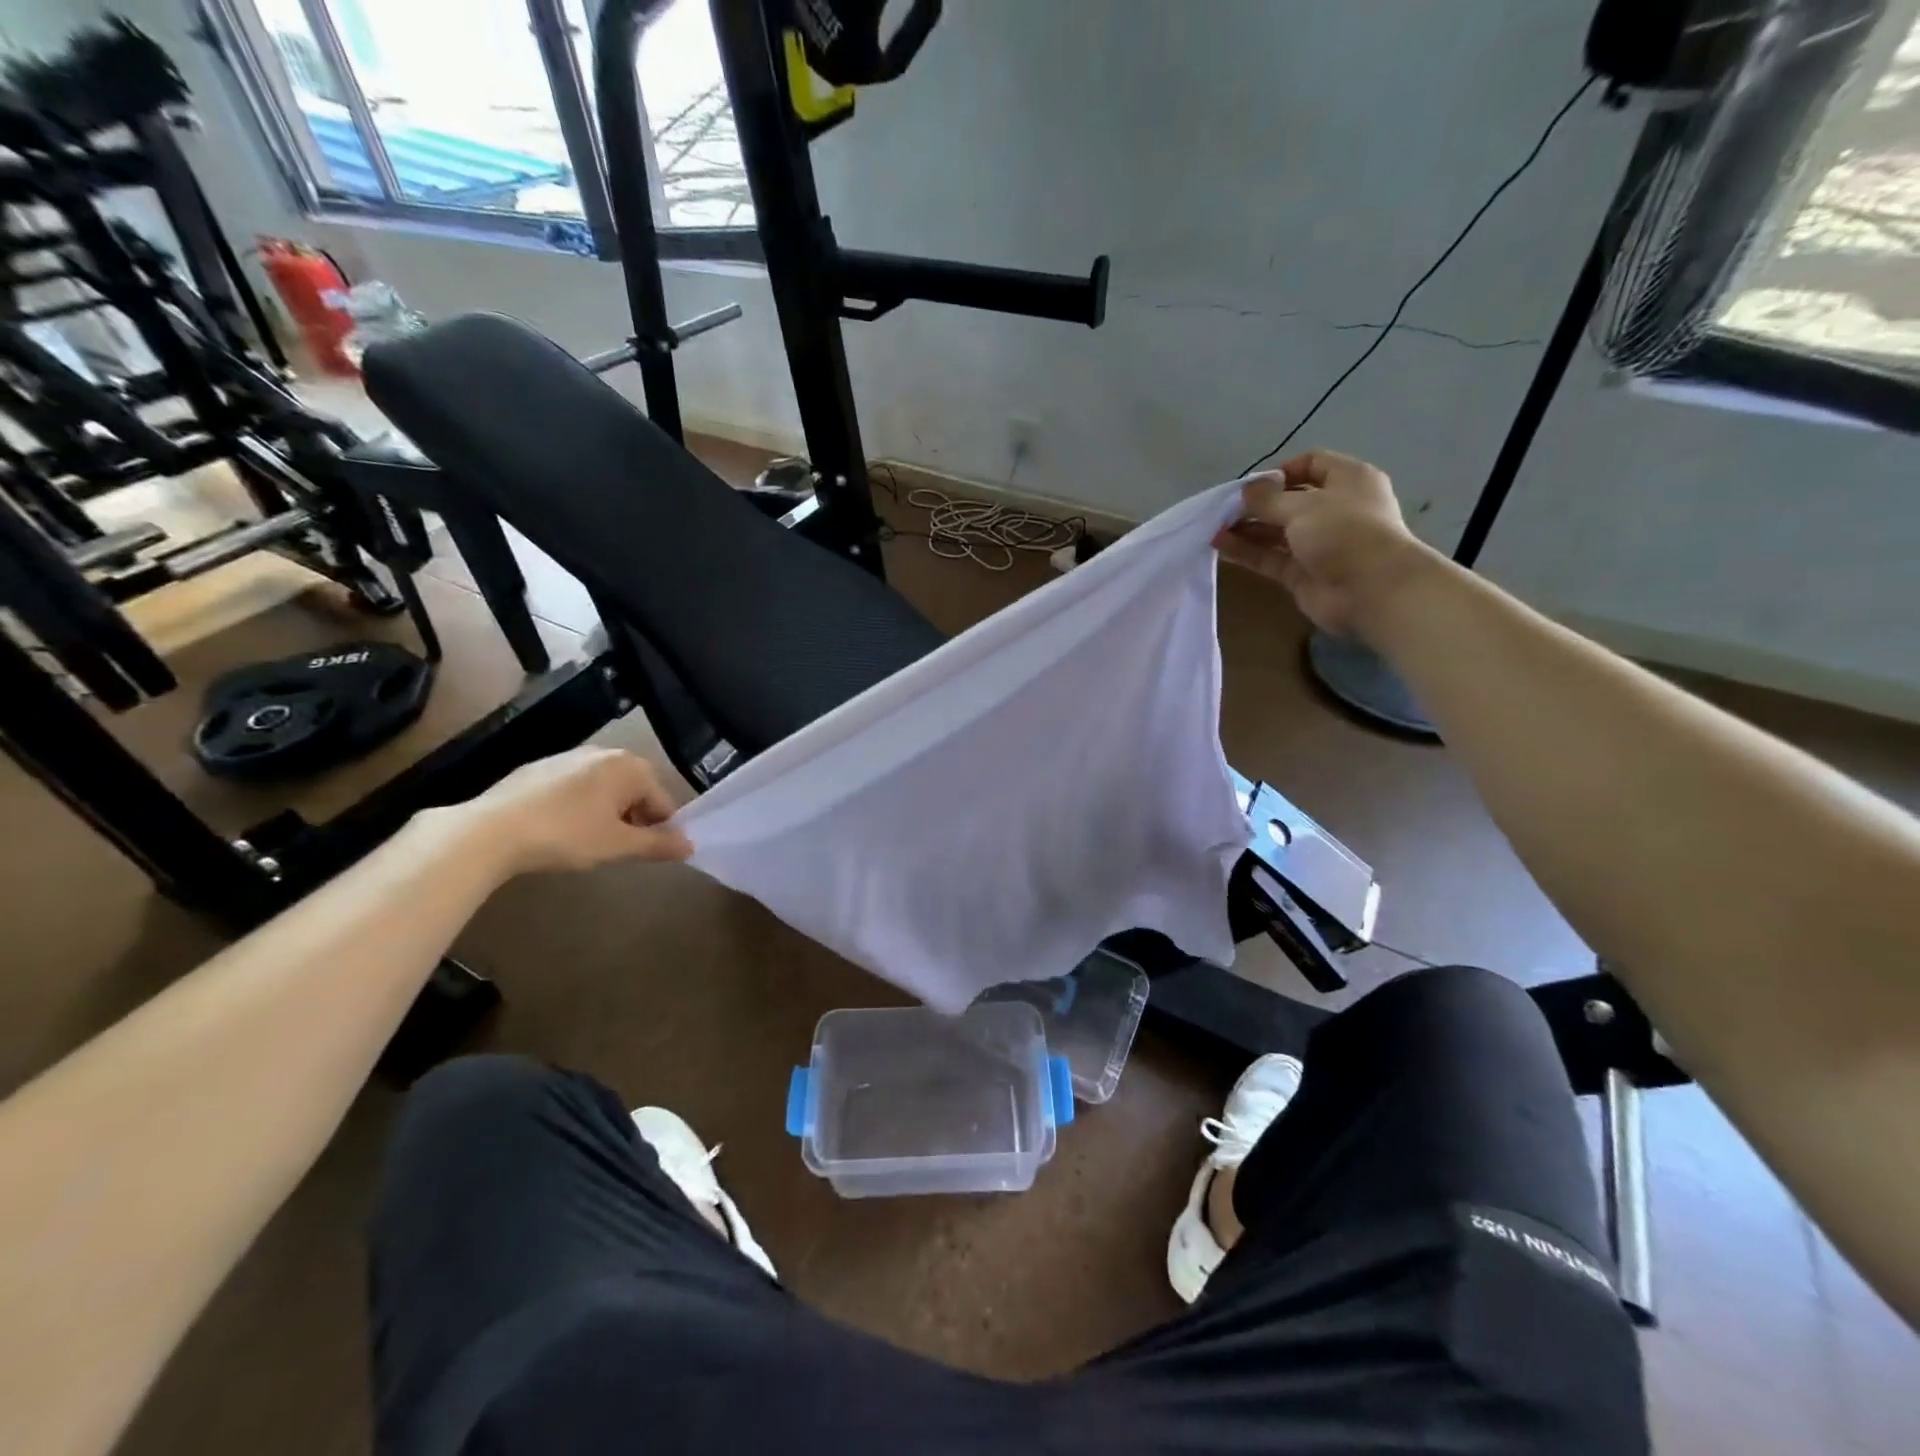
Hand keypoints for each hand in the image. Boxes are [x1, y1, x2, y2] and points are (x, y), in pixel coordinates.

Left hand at [449, 747, 692, 876]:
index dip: (661, 830)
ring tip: (588, 843)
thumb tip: (690, 846)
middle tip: (618, 849)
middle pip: (635, 791)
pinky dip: (578, 807)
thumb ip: (658, 845)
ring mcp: (568, 757)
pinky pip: (575, 788)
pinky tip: (560, 831)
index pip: (663, 801)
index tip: (646, 854)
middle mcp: (604, 753)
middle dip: (634, 819)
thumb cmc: (567, 835)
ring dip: (607, 813)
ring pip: (604, 789)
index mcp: (630, 766)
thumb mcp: (618, 845)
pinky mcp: (538, 768)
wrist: (490, 830)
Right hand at [1213, 449, 1431, 639]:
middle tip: (1224, 509)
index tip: (1252, 485)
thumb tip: (1245, 491)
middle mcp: (1334, 509)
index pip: (1312, 463)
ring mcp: (1318, 544)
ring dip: (1247, 529)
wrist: (1372, 590)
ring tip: (1214, 528)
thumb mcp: (1303, 505)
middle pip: (1289, 500)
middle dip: (1256, 504)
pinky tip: (1221, 547)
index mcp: (1347, 480)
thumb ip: (1268, 499)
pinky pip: (1270, 558)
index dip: (1280, 471)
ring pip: (1276, 531)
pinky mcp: (1302, 573)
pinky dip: (1247, 552)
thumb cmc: (1344, 532)